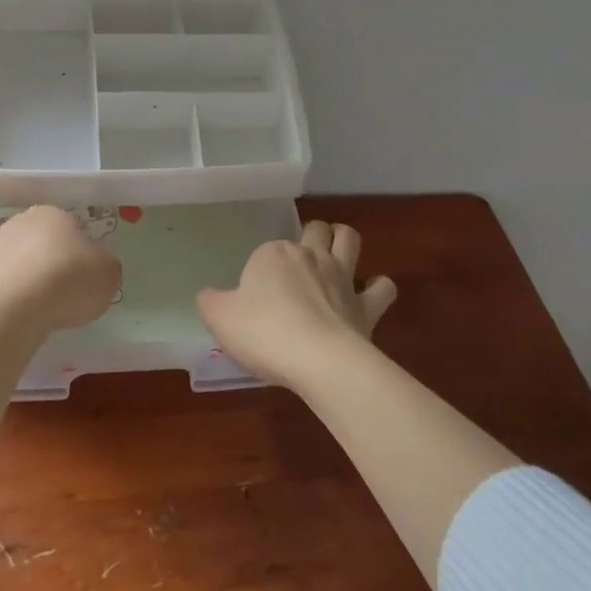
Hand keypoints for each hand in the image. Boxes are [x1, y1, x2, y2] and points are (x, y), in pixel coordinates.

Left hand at [0, 206, 121, 332]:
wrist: (18, 304)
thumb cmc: (70, 281)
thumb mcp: (108, 273)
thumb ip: (101, 265)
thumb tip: (93, 267)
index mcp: (52, 215)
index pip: (66, 227)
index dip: (73, 252)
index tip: (78, 276)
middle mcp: (16, 221)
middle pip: (30, 239)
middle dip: (38, 259)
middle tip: (52, 291)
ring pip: (0, 256)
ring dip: (8, 272)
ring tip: (22, 305)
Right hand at [197, 220, 396, 391]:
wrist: (319, 361)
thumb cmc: (264, 333)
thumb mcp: (220, 318)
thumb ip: (211, 302)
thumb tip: (209, 295)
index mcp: (272, 254)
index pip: (265, 252)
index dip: (260, 271)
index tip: (254, 298)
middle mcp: (309, 256)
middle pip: (314, 229)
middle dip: (311, 235)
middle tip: (300, 259)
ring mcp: (342, 277)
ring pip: (349, 239)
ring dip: (344, 241)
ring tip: (337, 255)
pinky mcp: (366, 305)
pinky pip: (382, 287)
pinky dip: (377, 288)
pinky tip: (369, 296)